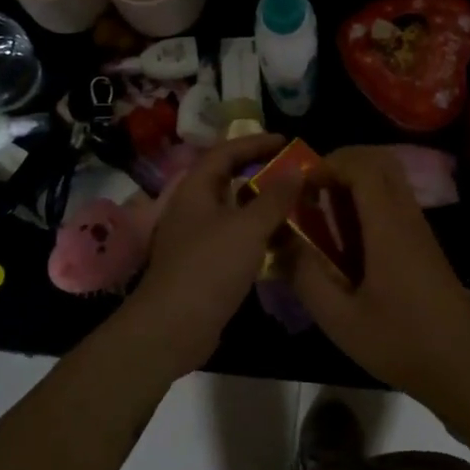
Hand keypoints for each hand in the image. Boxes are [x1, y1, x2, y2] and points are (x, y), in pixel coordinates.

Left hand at [110, 135, 301, 380]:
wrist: (172, 328)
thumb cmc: (209, 268)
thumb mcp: (248, 228)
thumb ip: (274, 197)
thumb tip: (296, 170)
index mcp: (195, 190)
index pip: (224, 152)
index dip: (254, 143)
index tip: (286, 141)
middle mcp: (192, 208)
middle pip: (227, 179)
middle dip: (259, 172)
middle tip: (292, 172)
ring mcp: (195, 239)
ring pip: (232, 211)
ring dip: (260, 205)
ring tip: (293, 204)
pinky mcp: (203, 266)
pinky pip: (234, 238)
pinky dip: (256, 234)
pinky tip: (279, 242)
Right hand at [287, 146, 469, 412]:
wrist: (464, 368)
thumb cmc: (402, 343)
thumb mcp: (341, 320)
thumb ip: (307, 276)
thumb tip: (281, 241)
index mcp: (389, 227)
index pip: (363, 166)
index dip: (329, 164)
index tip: (301, 188)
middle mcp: (407, 216)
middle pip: (380, 160)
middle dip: (341, 163)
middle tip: (311, 190)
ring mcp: (419, 228)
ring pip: (389, 178)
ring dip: (354, 181)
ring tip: (323, 212)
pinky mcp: (423, 243)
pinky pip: (394, 200)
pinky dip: (367, 200)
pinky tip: (347, 238)